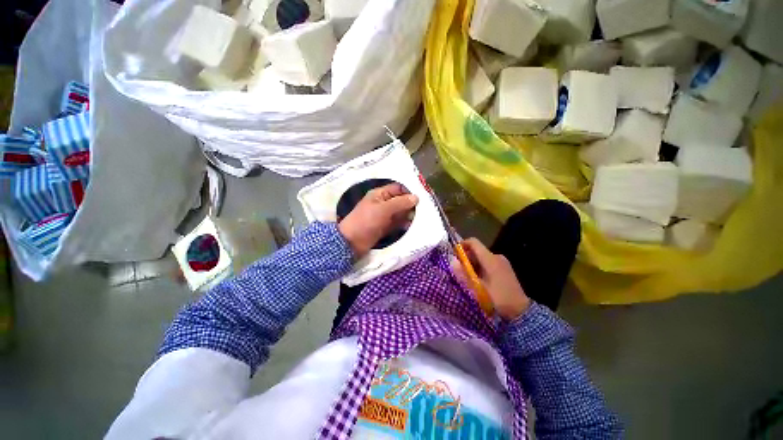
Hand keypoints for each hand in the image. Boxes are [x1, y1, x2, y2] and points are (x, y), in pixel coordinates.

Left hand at [338, 183, 417, 257]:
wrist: (352, 242)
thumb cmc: (366, 221)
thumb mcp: (383, 209)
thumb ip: (400, 203)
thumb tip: (416, 197)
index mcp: (380, 194)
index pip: (398, 188)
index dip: (409, 191)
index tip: (423, 197)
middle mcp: (383, 203)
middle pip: (401, 200)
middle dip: (411, 204)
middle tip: (425, 209)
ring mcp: (384, 216)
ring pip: (400, 212)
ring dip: (409, 215)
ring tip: (421, 218)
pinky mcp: (385, 227)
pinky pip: (397, 223)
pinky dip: (404, 224)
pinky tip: (411, 226)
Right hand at [451, 238, 530, 320]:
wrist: (520, 312)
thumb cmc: (498, 299)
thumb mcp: (477, 288)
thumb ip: (463, 274)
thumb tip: (452, 260)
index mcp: (490, 259)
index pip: (473, 242)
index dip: (462, 245)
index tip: (454, 254)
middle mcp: (497, 256)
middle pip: (477, 250)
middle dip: (466, 258)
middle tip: (459, 271)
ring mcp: (502, 262)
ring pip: (482, 257)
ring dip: (472, 264)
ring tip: (468, 278)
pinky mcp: (505, 268)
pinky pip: (488, 263)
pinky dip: (480, 268)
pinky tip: (479, 280)